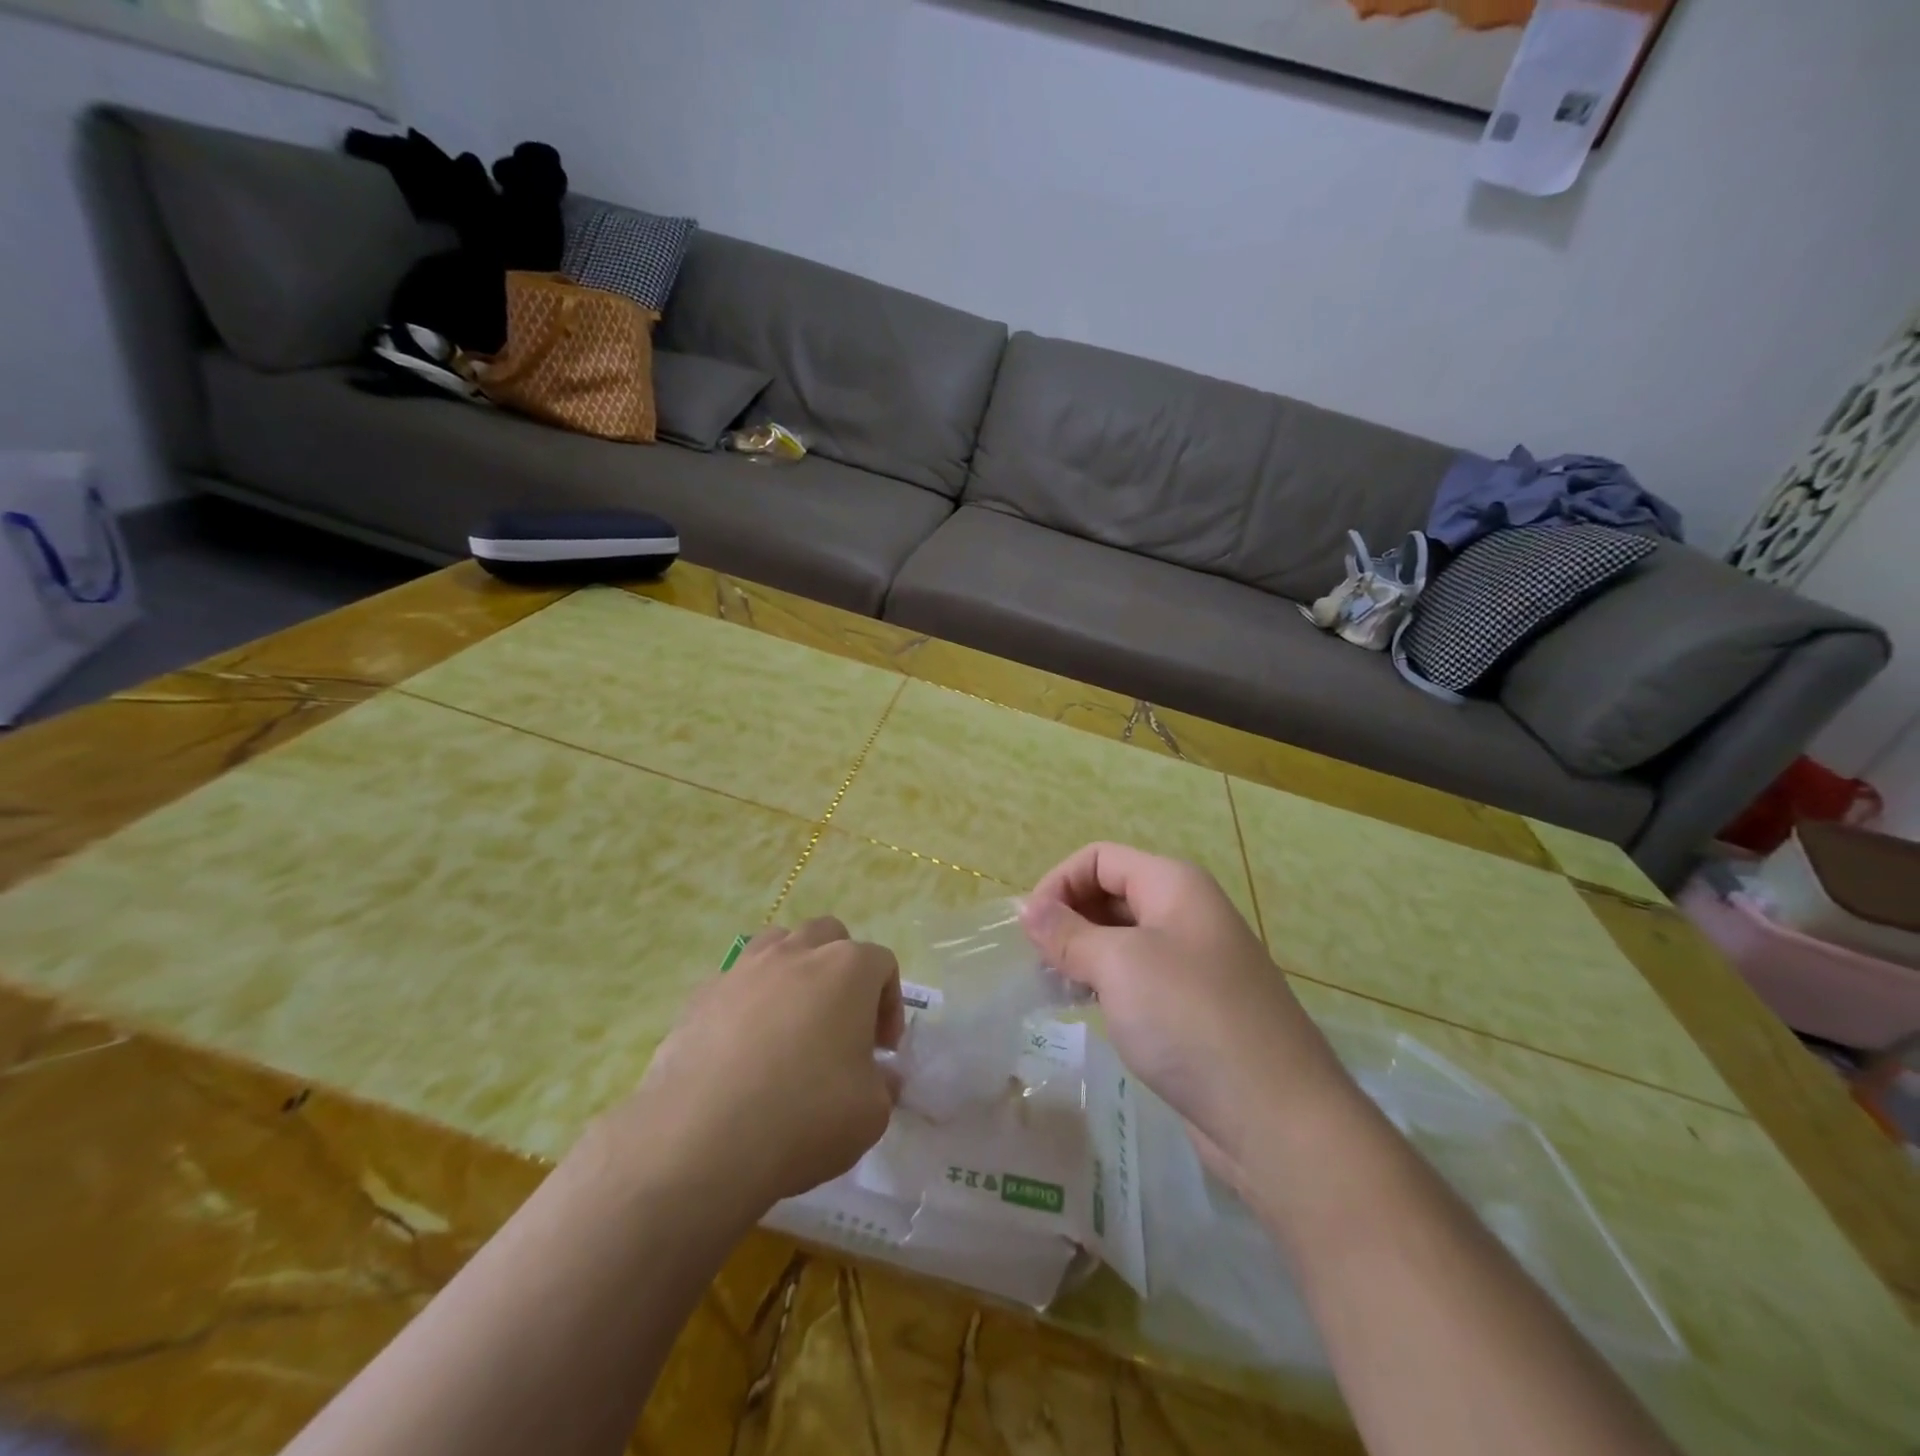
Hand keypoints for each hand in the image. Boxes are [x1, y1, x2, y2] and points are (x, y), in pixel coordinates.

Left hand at [597, 918, 905, 1217]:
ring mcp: (743, 968)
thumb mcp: (871, 1113)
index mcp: (847, 969)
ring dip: (794, 971)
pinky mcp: (701, 994)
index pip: (882, 963)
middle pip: (829, 935)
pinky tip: (743, 1046)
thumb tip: (878, 1075)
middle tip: (842, 1022)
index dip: (890, 1005)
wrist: (701, 1141)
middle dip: (843, 970)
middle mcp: (796, 953)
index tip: (882, 1050)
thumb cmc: (804, 1117)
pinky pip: (735, 980)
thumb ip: (883, 1083)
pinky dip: (748, 1000)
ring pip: (778, 944)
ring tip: (791, 1021)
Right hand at [1020, 843, 1351, 1175]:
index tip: (1029, 930)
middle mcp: (1186, 913)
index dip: (1058, 883)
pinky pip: (1138, 976)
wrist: (1276, 1118)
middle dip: (1068, 919)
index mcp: (1174, 885)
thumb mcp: (1118, 965)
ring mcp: (1193, 961)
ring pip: (1122, 938)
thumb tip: (1025, 908)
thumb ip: (1067, 933)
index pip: (1099, 859)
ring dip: (1082, 954)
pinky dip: (1105, 983)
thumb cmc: (1190, 1019)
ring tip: (1053, 987)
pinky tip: (1086, 1008)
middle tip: (1037, 963)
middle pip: (1111, 893)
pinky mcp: (1193, 1006)